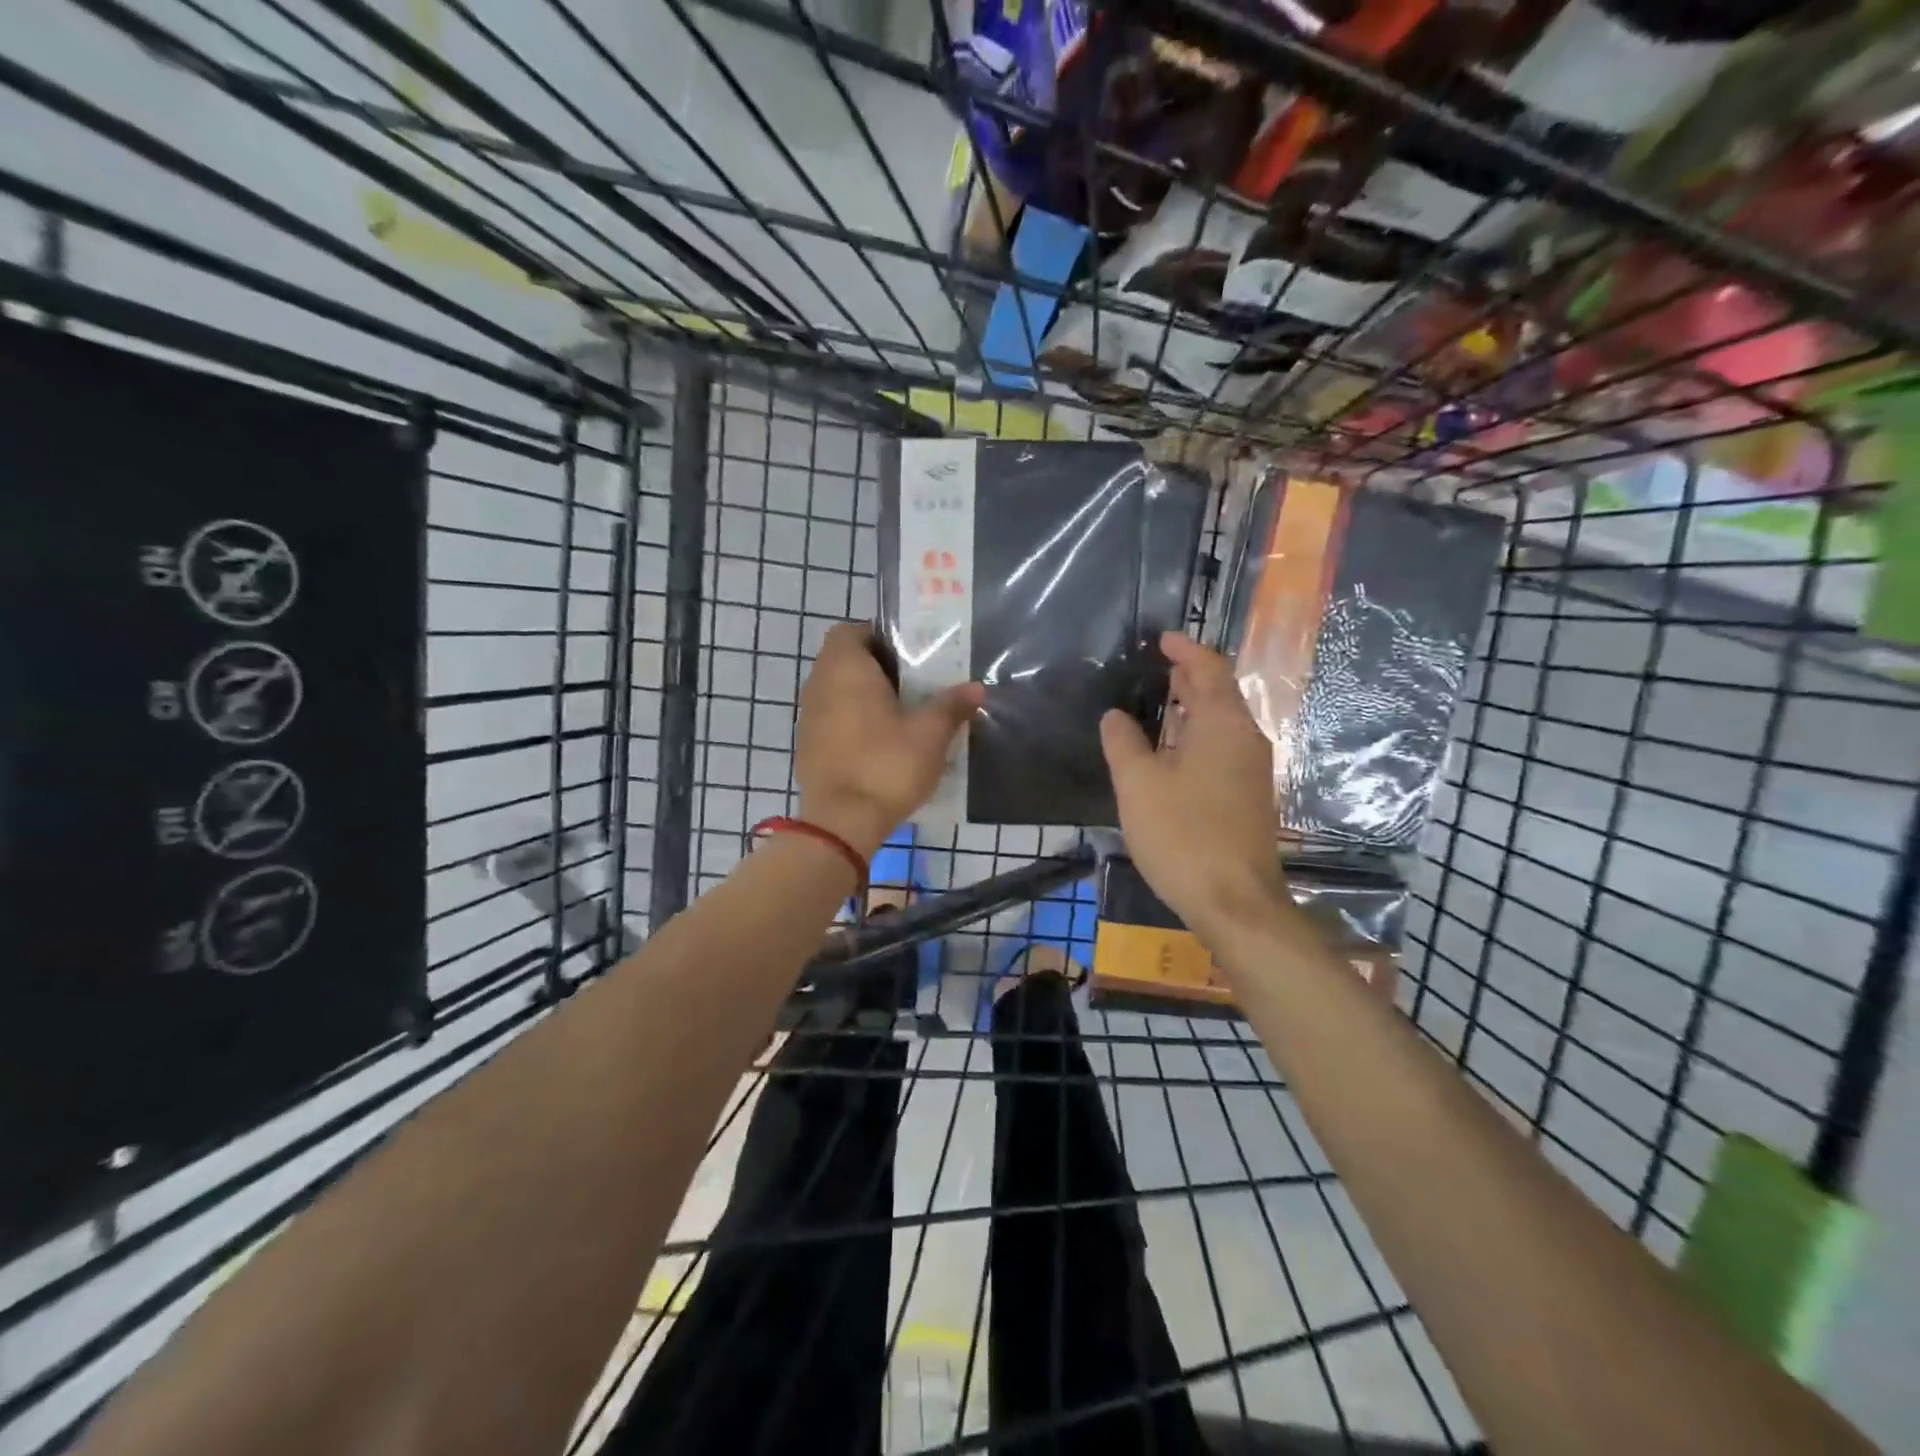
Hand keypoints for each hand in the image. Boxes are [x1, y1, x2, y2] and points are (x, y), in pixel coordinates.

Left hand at [794, 623, 983, 858]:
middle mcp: (819, 685)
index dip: (878, 635)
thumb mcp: (930, 734)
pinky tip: (882, 744)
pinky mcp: (808, 747)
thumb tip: (976, 688)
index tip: (909, 653)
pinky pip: (833, 721)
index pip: (851, 631)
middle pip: (846, 661)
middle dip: (878, 668)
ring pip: (838, 692)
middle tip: (916, 683)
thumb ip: (952, 705)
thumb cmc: (886, 765)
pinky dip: (853, 723)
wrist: (841, 823)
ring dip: (865, 697)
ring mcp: (808, 718)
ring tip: (903, 714)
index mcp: (845, 668)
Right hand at [1100, 632, 1283, 931]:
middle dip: (1190, 678)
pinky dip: (1199, 736)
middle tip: (1158, 669)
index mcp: (1223, 725)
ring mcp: (1252, 771)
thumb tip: (1115, 716)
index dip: (1186, 651)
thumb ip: (1123, 743)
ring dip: (1194, 709)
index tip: (1162, 639)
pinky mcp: (1249, 798)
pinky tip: (1173, 753)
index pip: (1209, 670)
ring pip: (1223, 724)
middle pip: (1220, 695)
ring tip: (1162, 704)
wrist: (1235, 902)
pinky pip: (1224, 749)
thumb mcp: (1138, 784)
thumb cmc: (1182, 834)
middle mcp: (1246, 740)